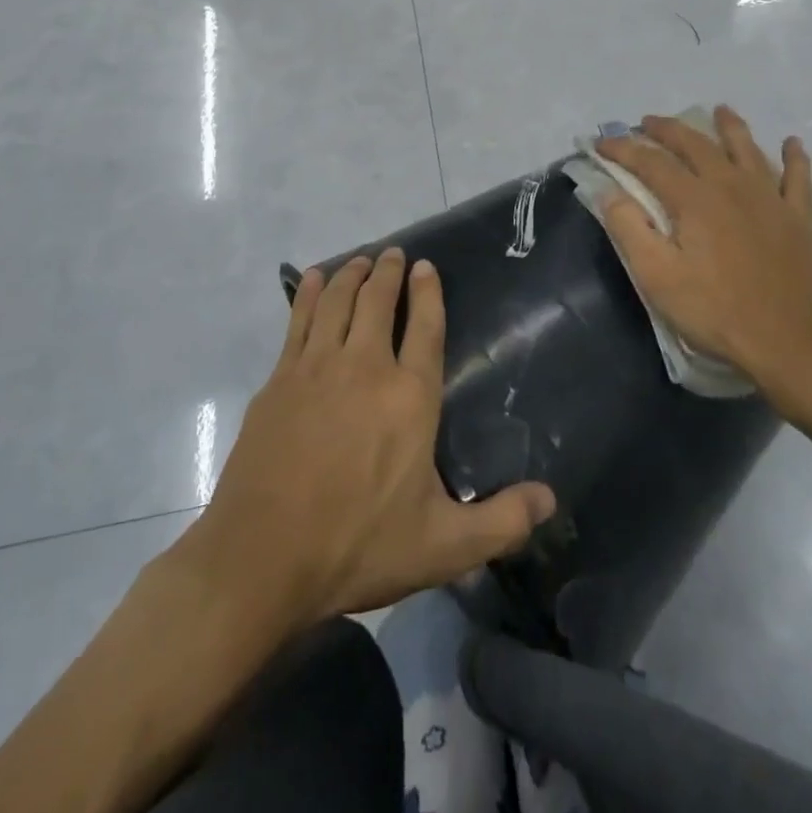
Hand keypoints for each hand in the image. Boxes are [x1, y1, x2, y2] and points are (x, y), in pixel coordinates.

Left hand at [182, 248, 556, 628]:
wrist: (261, 558)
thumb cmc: (357, 546)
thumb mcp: (442, 547)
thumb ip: (501, 523)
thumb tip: (550, 500)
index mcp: (410, 397)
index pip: (426, 327)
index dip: (428, 291)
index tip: (426, 266)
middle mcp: (366, 367)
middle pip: (377, 301)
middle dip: (388, 272)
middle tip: (393, 254)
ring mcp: (316, 369)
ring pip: (337, 301)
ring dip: (350, 274)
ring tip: (360, 261)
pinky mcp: (279, 380)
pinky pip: (297, 320)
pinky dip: (308, 294)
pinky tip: (311, 280)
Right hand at [595, 106, 811, 407]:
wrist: (788, 343)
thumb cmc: (715, 311)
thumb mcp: (658, 278)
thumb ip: (630, 229)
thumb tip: (610, 192)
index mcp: (694, 199)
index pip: (651, 162)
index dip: (623, 149)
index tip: (601, 142)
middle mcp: (731, 186)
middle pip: (696, 145)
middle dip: (668, 129)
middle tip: (648, 122)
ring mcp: (770, 198)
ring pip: (747, 149)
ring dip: (730, 126)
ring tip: (719, 110)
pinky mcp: (798, 218)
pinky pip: (798, 178)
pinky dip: (795, 157)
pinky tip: (793, 143)